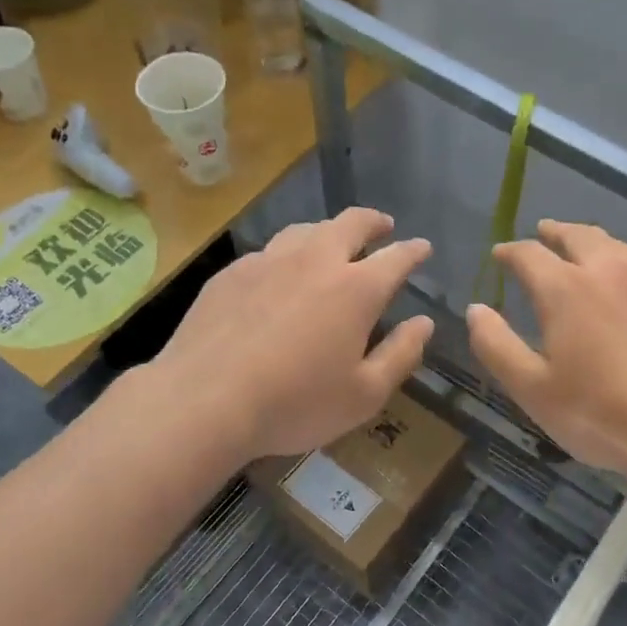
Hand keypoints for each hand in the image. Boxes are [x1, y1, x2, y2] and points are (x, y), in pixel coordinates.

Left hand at [150, 208, 434, 462]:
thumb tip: (423, 323)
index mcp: (356, 289)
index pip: (396, 257)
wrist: (203, 401)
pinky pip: (270, 251)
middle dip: (373, 222)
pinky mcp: (232, 273)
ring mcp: (269, 261)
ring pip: (306, 229)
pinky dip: (288, 255)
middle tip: (383, 227)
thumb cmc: (295, 403)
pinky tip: (280, 274)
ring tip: (333, 243)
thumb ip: (401, 355)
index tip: (423, 247)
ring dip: (329, 231)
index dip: (414, 250)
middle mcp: (316, 261)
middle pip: (351, 223)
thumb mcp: (364, 395)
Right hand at [466, 220, 626, 475]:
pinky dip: (624, 261)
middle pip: (577, 235)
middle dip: (554, 232)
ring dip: (591, 241)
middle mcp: (608, 269)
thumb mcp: (532, 389)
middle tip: (543, 233)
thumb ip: (497, 345)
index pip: (529, 254)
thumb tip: (476, 309)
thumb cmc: (599, 413)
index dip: (510, 252)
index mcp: (565, 288)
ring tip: (582, 249)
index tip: (500, 255)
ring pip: (614, 244)